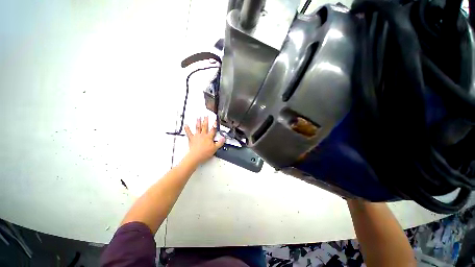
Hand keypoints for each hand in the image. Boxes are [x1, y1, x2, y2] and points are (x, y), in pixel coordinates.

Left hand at [184, 116, 224, 164]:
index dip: (214, 125)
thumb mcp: (215, 148)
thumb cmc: (205, 153)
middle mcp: (203, 135)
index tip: (215, 120)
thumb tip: (223, 138)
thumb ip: (220, 143)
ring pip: (198, 128)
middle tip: (206, 116)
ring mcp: (197, 136)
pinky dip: (187, 129)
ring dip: (198, 122)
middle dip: (206, 121)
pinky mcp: (192, 139)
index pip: (213, 130)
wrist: (196, 156)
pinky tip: (186, 125)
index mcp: (209, 137)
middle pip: (205, 126)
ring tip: (198, 118)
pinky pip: (189, 133)